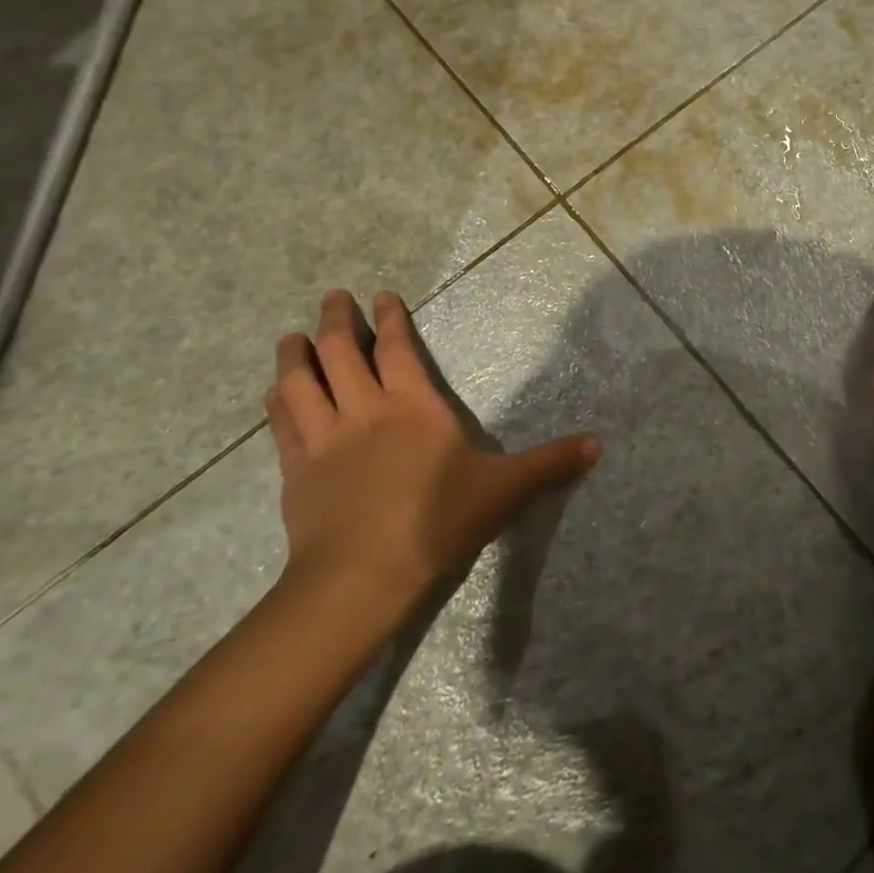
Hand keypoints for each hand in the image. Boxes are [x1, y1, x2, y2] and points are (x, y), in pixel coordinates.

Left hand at [264, 289, 600, 625]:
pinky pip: (283, 426)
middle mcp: (365, 411)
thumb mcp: (504, 490)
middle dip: (336, 320)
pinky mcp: (297, 472)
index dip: (389, 320)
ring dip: (295, 355)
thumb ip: (549, 463)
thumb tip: (599, 444)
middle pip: (340, 353)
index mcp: (413, 407)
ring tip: (291, 336)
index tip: (380, 295)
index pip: (396, 350)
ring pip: (301, 383)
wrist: (362, 577)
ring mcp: (325, 440)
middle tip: (333, 297)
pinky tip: (273, 393)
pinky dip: (278, 403)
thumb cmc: (437, 522)